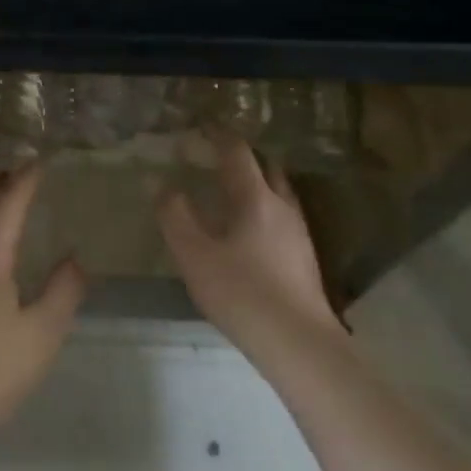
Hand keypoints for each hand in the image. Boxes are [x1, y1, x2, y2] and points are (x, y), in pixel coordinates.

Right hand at [159, 132, 345, 361]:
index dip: (218, 135)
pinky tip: (251, 232)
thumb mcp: (194, 256)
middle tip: (217, 157)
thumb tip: (164, 186)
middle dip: (242, 156)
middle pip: (266, 166)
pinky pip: (283, 216)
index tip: (202, 126)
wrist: (299, 344)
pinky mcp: (305, 257)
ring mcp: (299, 232)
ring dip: (258, 181)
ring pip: (279, 191)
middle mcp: (282, 206)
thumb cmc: (242, 294)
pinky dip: (265, 208)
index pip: (237, 152)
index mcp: (255, 198)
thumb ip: (175, 216)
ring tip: (233, 191)